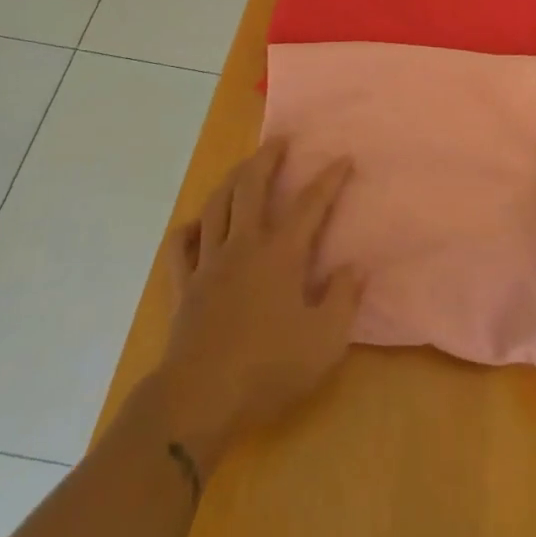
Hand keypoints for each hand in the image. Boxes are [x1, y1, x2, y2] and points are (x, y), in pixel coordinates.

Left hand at [154, 140, 364, 469]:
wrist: (201, 397)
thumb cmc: (269, 368)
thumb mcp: (325, 341)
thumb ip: (344, 299)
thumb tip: (355, 266)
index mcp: (280, 255)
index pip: (310, 205)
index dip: (329, 180)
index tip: (342, 158)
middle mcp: (243, 245)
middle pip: (252, 188)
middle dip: (267, 158)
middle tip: (279, 139)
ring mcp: (209, 262)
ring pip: (216, 206)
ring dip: (231, 180)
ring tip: (243, 167)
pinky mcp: (184, 285)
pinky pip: (180, 247)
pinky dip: (188, 229)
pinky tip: (195, 224)